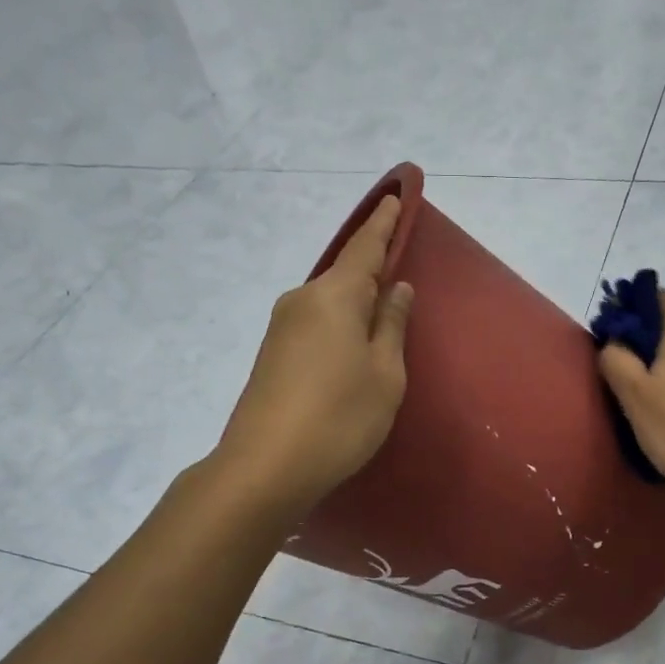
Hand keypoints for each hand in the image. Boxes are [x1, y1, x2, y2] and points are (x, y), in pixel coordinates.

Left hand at [216, 195, 414, 513]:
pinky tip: (351, 344)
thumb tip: (395, 288)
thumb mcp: (385, 374)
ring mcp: (282, 327)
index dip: (384, 223)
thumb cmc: (340, 417)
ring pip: (328, 301)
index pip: (365, 247)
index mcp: (335, 295)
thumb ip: (391, 326)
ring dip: (354, 301)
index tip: (396, 196)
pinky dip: (338, 323)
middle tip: (399, 264)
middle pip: (344, 274)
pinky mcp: (272, 354)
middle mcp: (303, 300)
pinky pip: (315, 323)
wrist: (265, 467)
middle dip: (371, 266)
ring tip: (381, 312)